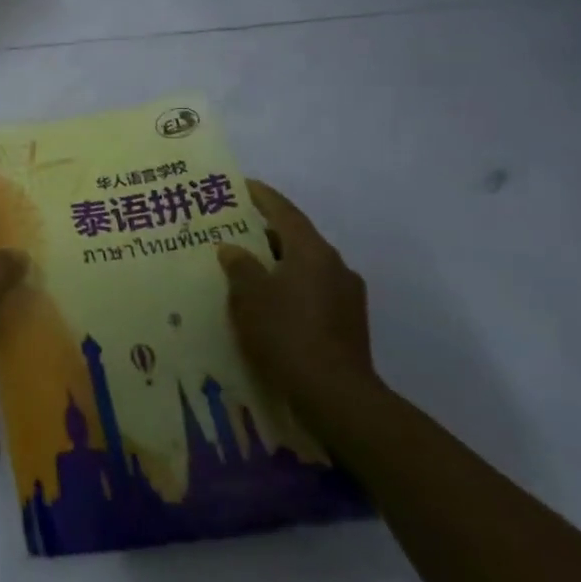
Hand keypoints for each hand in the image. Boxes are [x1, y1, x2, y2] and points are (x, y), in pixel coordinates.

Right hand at [219, 179, 376, 410]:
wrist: (335, 396)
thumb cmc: (287, 333)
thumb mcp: (250, 296)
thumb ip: (239, 266)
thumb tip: (232, 249)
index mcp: (313, 252)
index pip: (284, 212)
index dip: (261, 197)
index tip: (241, 185)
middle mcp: (335, 267)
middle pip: (295, 238)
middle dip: (264, 233)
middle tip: (232, 231)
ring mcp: (346, 297)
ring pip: (304, 268)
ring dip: (276, 264)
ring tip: (245, 269)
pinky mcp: (347, 323)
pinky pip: (311, 292)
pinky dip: (288, 288)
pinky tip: (267, 304)